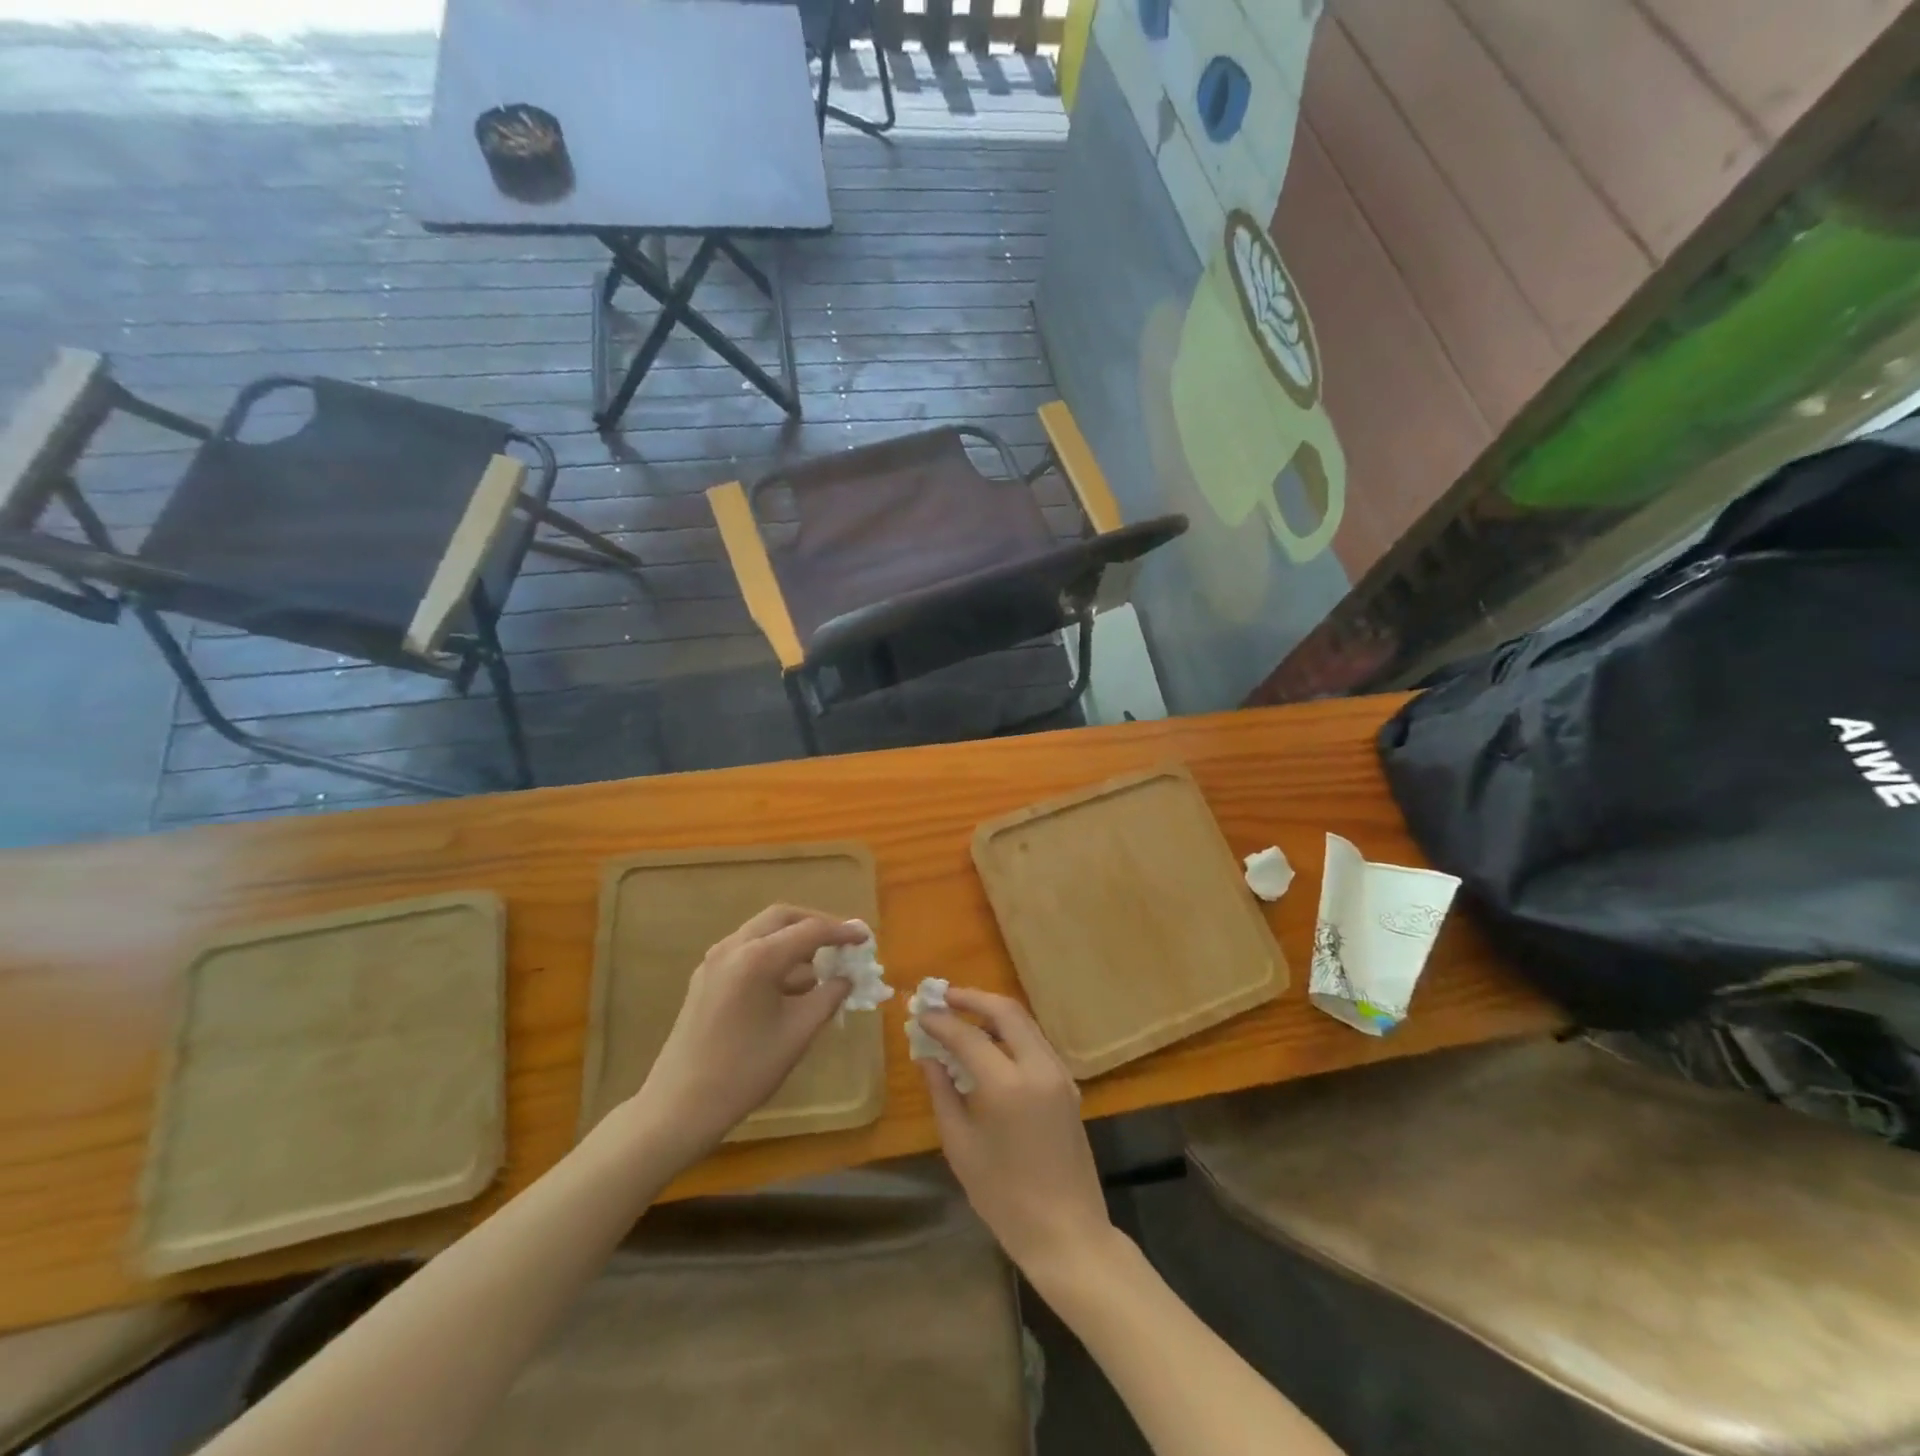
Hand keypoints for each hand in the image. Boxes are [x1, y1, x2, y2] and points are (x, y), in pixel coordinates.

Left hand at [627, 906, 863, 1160]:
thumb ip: (828, 997)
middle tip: (842, 941)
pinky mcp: (706, 978)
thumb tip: (846, 978)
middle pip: (782, 917)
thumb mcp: (798, 1033)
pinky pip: (747, 950)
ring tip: (820, 966)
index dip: (842, 932)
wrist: (680, 1106)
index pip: (810, 931)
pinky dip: (773, 954)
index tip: (866, 937)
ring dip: (793, 939)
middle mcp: (733, 947)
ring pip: (762, 931)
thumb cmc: (745, 1071)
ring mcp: (715, 961)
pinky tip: (789, 983)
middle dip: (815, 925)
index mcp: (758, 958)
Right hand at [917, 989, 1116, 1282]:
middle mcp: (1038, 1067)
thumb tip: (928, 1056)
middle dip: (972, 998)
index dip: (940, 1022)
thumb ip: (942, 1093)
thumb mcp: (961, 1146)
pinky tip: (990, 1042)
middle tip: (943, 997)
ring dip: (993, 1011)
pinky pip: (1035, 1041)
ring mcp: (1058, 1072)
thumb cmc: (1004, 1198)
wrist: (1067, 1232)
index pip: (967, 1036)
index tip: (919, 1014)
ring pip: (1024, 1021)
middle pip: (1005, 1011)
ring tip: (962, 1013)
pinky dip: (1011, 1031)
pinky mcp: (1068, 1083)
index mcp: (1007, 1085)